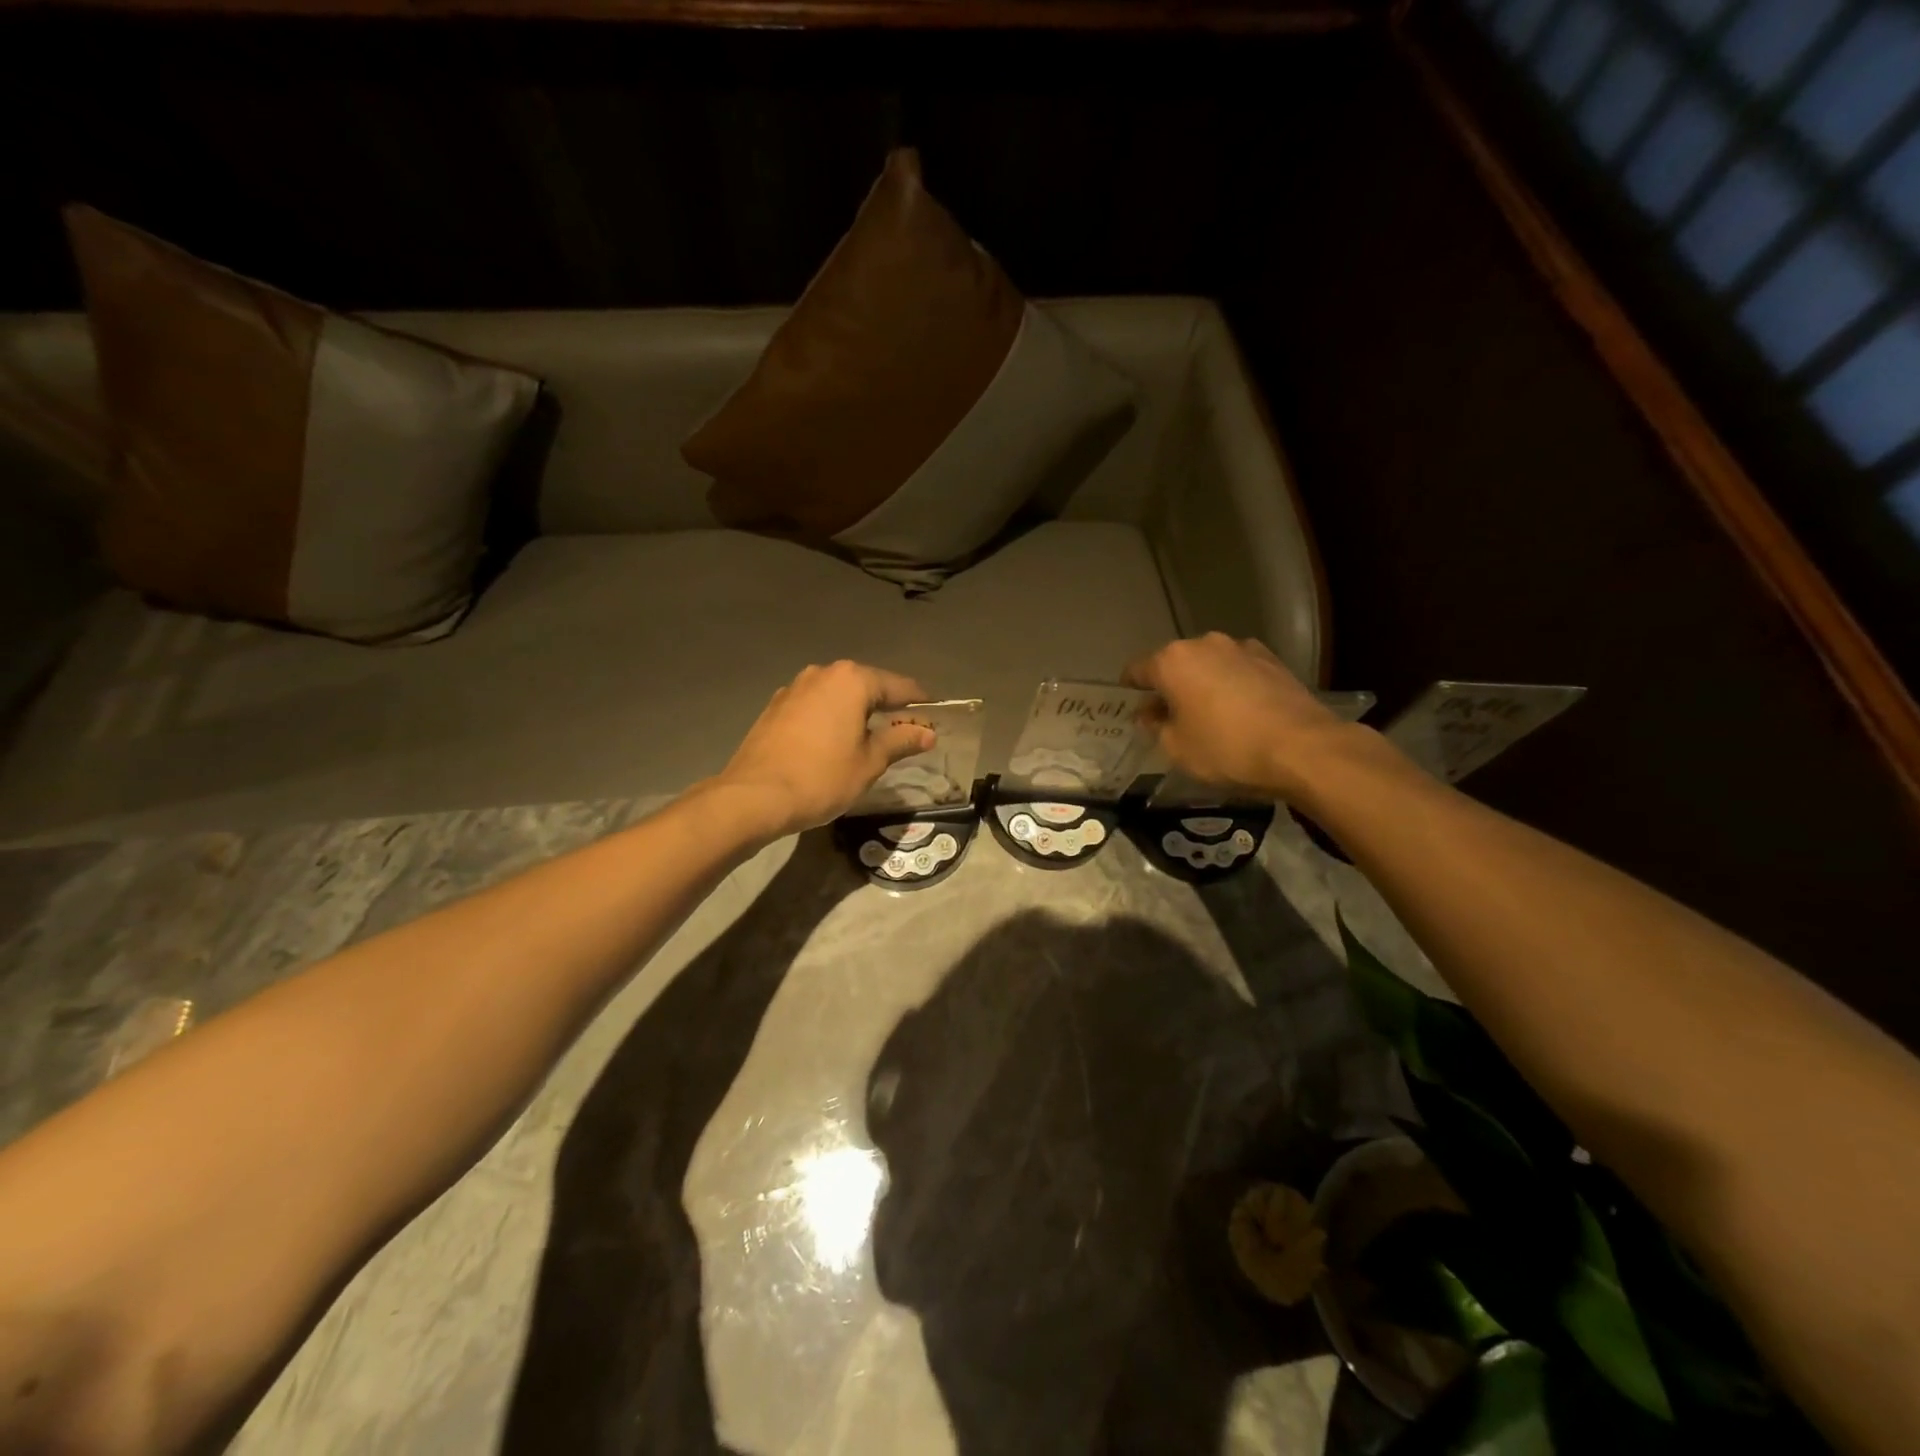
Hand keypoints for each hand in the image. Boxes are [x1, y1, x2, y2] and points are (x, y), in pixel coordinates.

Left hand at [714, 660, 933, 837]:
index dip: (920, 702)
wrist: (754, 796)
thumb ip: (900, 741)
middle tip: (906, 730)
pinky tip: (834, 742)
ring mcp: (794, 688)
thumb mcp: (870, 762)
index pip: (898, 686)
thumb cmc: (822, 777)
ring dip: (857, 712)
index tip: (936, 716)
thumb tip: (927, 732)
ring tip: (871, 737)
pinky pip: (815, 707)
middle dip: (888, 706)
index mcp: (852, 680)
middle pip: (867, 686)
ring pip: (838, 695)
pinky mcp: (775, 707)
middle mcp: (823, 674)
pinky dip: (831, 718)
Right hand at [1123, 633, 1357, 803]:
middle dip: (1169, 687)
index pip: (1136, 670)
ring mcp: (1242, 648)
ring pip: (1209, 665)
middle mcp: (1205, 644)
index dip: (1131, 691)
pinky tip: (1241, 713)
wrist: (1302, 748)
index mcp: (1172, 661)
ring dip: (1203, 685)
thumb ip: (1156, 726)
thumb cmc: (1226, 748)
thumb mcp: (1176, 748)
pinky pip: (1238, 671)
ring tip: (1210, 716)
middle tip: (1171, 718)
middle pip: (1175, 664)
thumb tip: (1151, 713)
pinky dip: (1233, 687)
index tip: (1133, 710)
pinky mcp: (1273, 660)